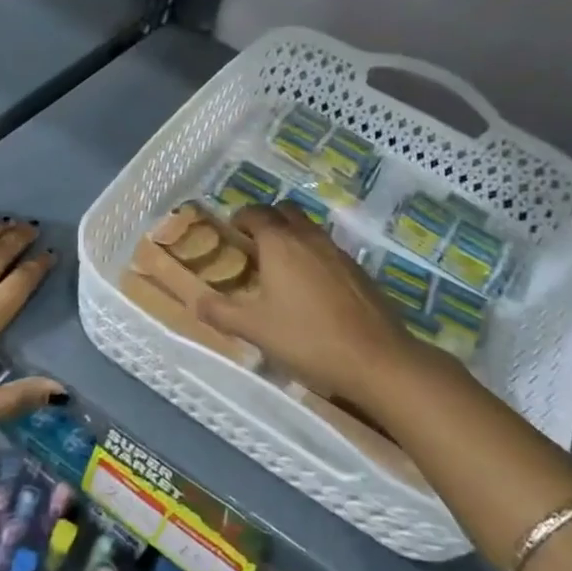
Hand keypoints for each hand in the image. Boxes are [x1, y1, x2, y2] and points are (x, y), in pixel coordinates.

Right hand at [194, 203, 457, 417]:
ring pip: (310, 229)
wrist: (376, 359)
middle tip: (254, 243)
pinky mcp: (359, 270)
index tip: (232, 231)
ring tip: (281, 265)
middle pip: (286, 211)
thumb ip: (221, 312)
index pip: (256, 213)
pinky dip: (313, 255)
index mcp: (280, 243)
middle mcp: (309, 238)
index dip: (241, 217)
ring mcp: (338, 252)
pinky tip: (311, 287)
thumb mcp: (255, 329)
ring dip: (293, 235)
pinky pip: (328, 250)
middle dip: (268, 219)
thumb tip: (195, 301)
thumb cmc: (307, 338)